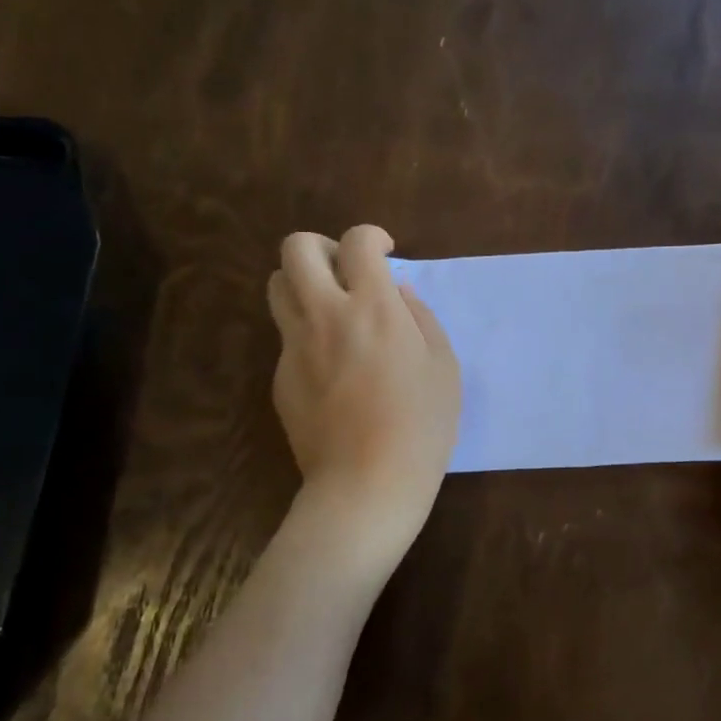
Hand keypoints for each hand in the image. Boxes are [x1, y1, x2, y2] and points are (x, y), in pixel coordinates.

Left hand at [267, 225, 460, 566]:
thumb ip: (420, 318)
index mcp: (373, 308)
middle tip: (346, 271)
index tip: (385, 252)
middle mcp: (325, 315)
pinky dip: (306, 334)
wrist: (366, 484)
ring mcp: (295, 347)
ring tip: (331, 309)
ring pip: (276, 287)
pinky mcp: (280, 377)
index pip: (357, 242)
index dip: (371, 236)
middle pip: (296, 249)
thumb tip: (397, 293)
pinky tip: (333, 369)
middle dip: (321, 246)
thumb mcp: (443, 366)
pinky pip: (286, 337)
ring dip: (303, 283)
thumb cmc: (421, 425)